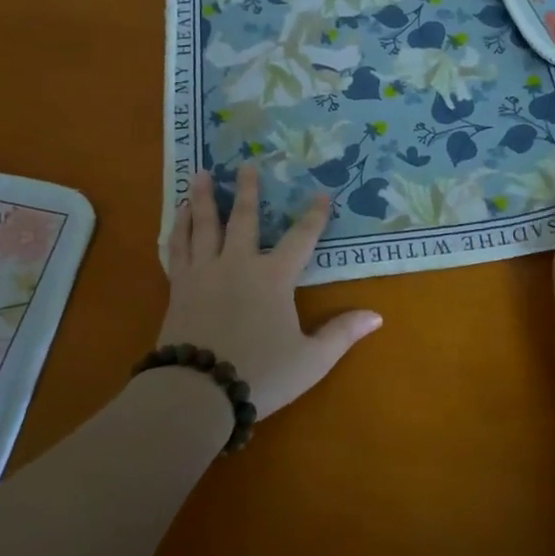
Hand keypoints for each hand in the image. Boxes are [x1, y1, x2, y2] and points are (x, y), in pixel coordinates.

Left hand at [159, 165, 382, 416]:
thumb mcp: (311, 360)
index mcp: (274, 277)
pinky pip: (177, 248)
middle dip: (247, 189)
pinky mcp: (179, 286)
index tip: (322, 193)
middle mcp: (238, 263)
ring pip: (204, 225)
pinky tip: (177, 216)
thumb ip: (342, 334)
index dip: (314, 215)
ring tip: (199, 173)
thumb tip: (377, 316)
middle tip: (246, 163)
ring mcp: (204, 272)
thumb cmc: (260, 374)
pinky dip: (178, 229)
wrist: (197, 392)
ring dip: (203, 198)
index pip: (301, 238)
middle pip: (243, 218)